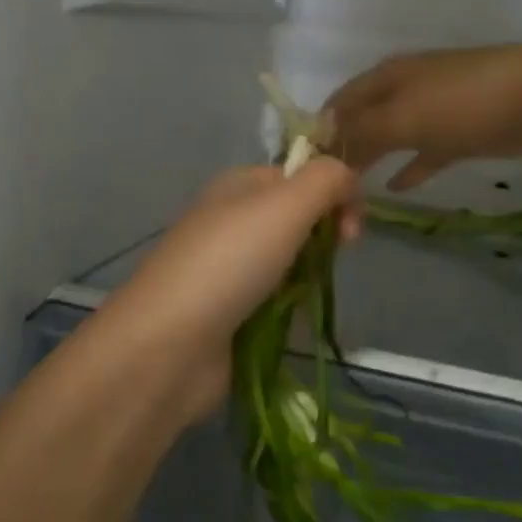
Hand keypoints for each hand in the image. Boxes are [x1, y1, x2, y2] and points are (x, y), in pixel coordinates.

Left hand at [94, 160, 360, 423]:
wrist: (170, 345)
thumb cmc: (230, 263)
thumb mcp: (285, 204)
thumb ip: (326, 180)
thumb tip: (348, 180)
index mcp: (239, 186)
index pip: (300, 176)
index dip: (334, 194)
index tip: (352, 229)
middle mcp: (231, 221)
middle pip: (297, 219)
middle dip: (323, 238)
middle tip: (332, 259)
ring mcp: (228, 269)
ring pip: (289, 262)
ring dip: (308, 277)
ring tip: (306, 296)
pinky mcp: (229, 313)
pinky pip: (274, 301)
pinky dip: (289, 309)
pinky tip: (291, 322)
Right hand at [327, 45, 521, 189]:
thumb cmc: (467, 104)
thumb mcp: (405, 117)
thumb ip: (361, 131)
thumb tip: (324, 144)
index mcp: (386, 78)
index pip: (338, 105)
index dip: (318, 134)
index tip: (302, 172)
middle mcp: (404, 88)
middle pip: (362, 121)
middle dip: (344, 153)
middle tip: (326, 191)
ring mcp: (435, 108)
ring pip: (391, 137)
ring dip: (372, 162)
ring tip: (352, 193)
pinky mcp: (462, 130)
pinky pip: (424, 151)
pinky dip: (409, 167)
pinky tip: (396, 188)